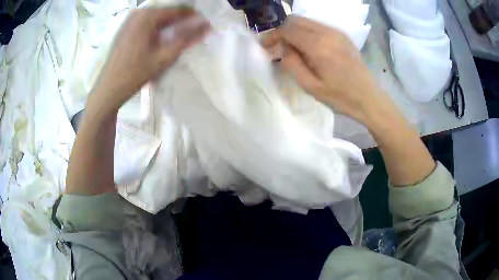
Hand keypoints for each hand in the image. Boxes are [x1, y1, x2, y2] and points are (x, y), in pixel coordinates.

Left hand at [91, 8, 209, 110]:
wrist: (109, 89)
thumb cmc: (135, 73)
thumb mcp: (164, 56)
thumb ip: (187, 39)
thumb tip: (207, 26)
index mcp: (148, 16)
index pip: (178, 10)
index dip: (194, 17)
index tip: (205, 26)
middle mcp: (139, 13)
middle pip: (167, 12)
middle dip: (181, 22)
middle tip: (193, 34)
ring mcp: (131, 20)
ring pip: (158, 18)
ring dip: (170, 26)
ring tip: (179, 38)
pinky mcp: (127, 28)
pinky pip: (148, 23)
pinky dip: (158, 29)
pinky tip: (162, 40)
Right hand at [264, 16, 436, 185]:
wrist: (369, 97)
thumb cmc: (340, 97)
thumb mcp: (311, 87)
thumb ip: (292, 64)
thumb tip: (282, 48)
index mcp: (318, 46)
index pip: (287, 30)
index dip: (273, 35)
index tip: (265, 45)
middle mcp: (327, 32)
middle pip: (295, 20)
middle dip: (282, 31)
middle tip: (277, 47)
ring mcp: (336, 32)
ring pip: (306, 21)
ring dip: (294, 31)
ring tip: (292, 48)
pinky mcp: (342, 35)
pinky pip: (317, 26)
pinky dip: (307, 32)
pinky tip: (308, 47)